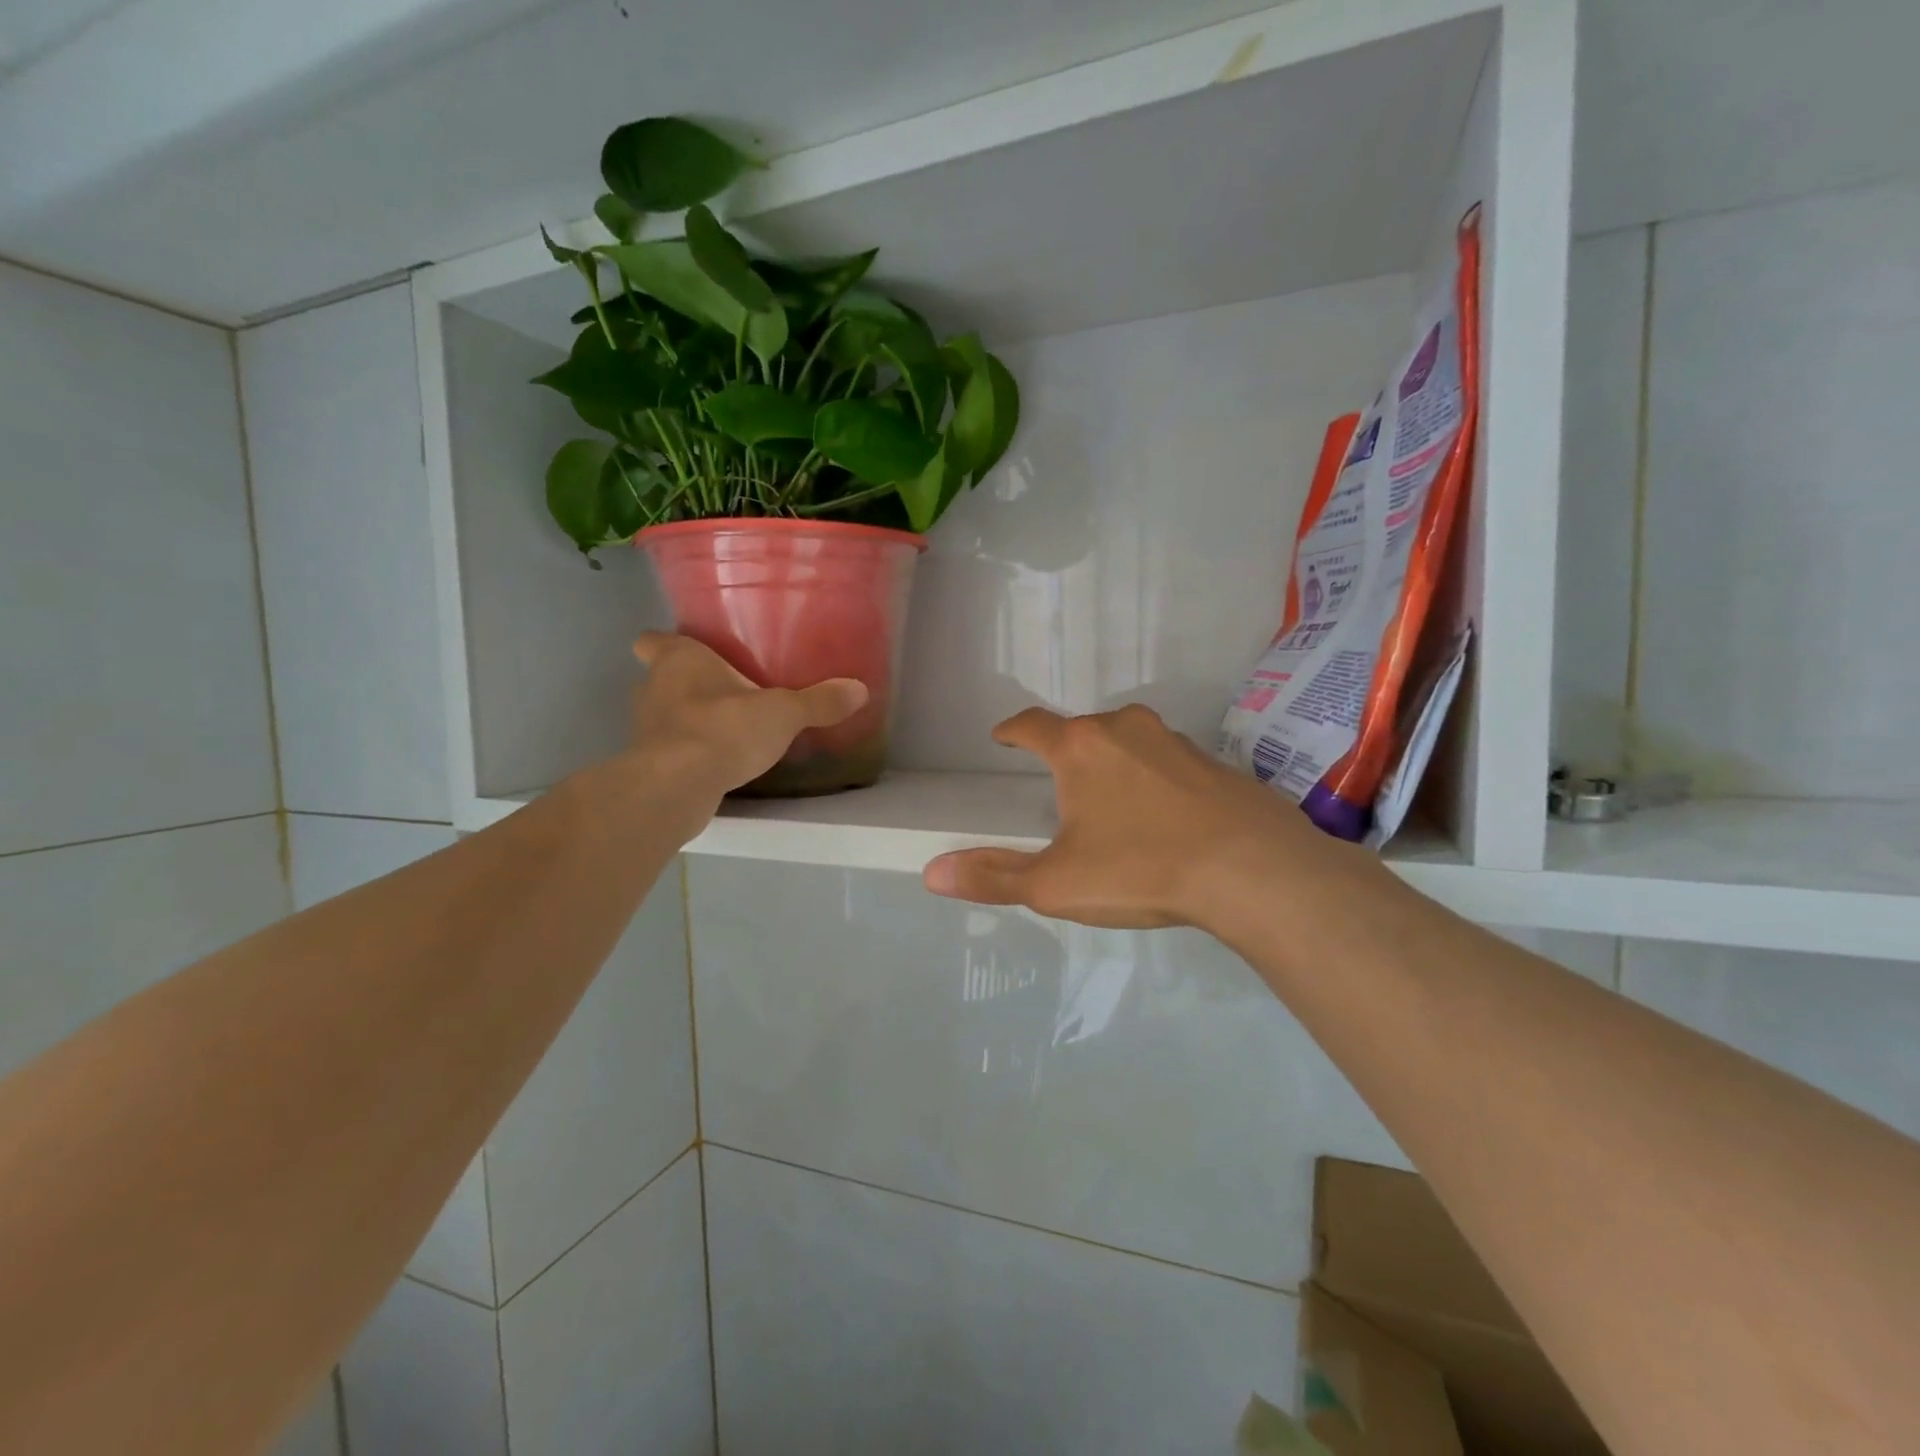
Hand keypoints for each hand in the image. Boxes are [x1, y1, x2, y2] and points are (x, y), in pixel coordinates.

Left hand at [631, 633, 866, 798]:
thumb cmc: (724, 728)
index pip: (652, 640)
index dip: (665, 642)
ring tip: (723, 727)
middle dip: (684, 683)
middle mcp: (653, 688)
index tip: (689, 650)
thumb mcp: (783, 713)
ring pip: (663, 714)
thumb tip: (860, 689)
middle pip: (659, 677)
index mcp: (679, 660)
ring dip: (686, 719)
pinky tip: (716, 760)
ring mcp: (645, 728)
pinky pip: (669, 749)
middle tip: (721, 689)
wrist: (677, 787)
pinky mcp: (648, 764)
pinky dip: (687, 751)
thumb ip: (819, 702)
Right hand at [923, 705, 1375, 931]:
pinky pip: (1170, 763)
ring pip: (1129, 742)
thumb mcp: (1056, 884)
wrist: (1255, 871)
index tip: (1002, 737)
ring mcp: (1176, 742)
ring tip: (1110, 800)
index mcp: (1080, 748)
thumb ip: (994, 877)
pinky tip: (1165, 815)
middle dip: (1065, 750)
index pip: (1032, 725)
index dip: (1012, 730)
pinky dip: (1155, 780)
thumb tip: (932, 873)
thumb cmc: (1141, 869)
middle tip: (1057, 783)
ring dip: (1113, 762)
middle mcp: (1126, 729)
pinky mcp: (1216, 764)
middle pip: (1082, 730)